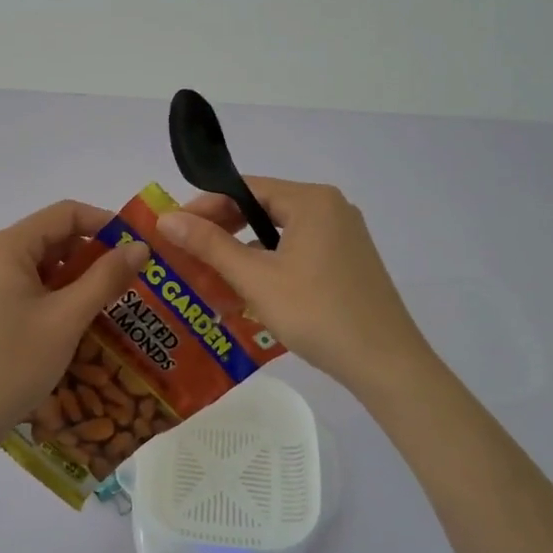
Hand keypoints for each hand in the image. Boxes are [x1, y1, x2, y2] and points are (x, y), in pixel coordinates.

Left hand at [0, 201, 150, 458]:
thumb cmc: (14, 364)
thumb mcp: (67, 319)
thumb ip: (106, 278)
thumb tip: (140, 247)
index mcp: (3, 247)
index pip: (63, 214)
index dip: (104, 223)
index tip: (136, 247)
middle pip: (47, 238)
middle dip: (89, 255)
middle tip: (126, 281)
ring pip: (33, 265)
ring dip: (69, 278)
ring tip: (104, 304)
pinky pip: (17, 286)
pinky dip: (46, 295)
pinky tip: (68, 321)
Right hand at [157, 178, 431, 400]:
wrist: (385, 363)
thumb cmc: (316, 313)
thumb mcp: (255, 278)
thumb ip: (210, 245)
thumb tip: (166, 218)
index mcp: (311, 201)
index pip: (245, 189)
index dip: (205, 206)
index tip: (173, 227)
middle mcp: (330, 208)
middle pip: (262, 209)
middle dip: (222, 231)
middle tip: (187, 253)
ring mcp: (343, 236)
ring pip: (278, 234)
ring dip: (243, 253)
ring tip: (210, 278)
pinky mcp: (347, 261)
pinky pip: (297, 252)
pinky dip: (269, 266)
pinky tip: (246, 294)